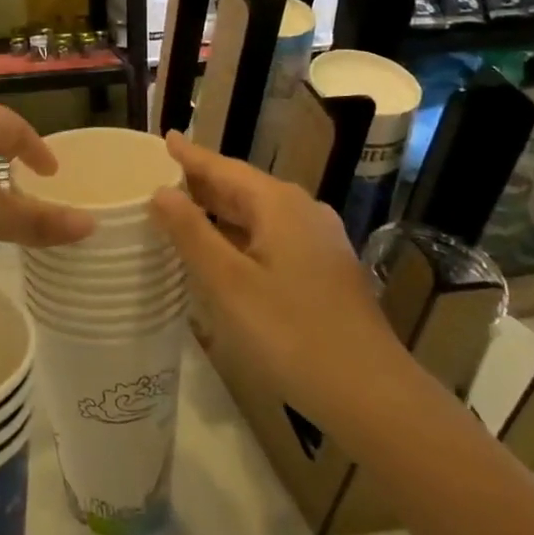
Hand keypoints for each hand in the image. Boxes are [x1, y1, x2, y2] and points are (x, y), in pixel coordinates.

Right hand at [148, 132, 401, 421]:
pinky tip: (224, 253)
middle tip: (162, 178)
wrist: (372, 395)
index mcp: (278, 205)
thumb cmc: (290, 333)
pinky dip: (240, 235)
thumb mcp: (227, 282)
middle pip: (243, 188)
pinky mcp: (326, 271)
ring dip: (221, 211)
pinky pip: (272, 237)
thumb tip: (161, 191)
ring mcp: (319, 242)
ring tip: (184, 211)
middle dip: (203, 183)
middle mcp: (302, 212)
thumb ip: (191, 233)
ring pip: (259, 214)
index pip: (224, 168)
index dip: (191, 155)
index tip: (165, 138)